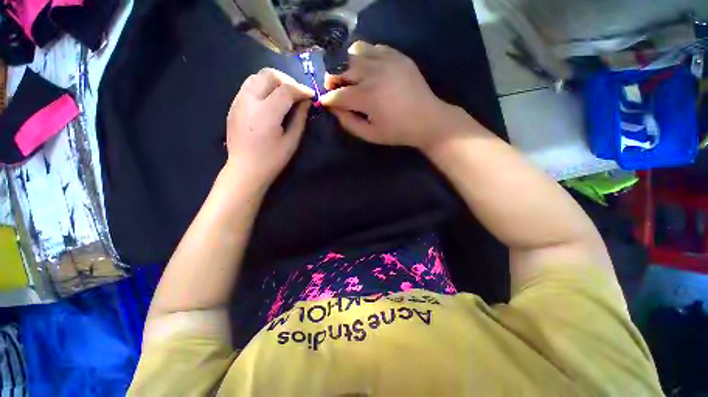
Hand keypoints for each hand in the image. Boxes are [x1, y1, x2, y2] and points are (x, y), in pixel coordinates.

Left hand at [225, 68, 313, 190]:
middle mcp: (249, 101)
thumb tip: (306, 102)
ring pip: (256, 76)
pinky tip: (270, 100)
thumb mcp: (291, 142)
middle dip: (287, 80)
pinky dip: (262, 86)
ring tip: (284, 95)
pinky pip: (248, 86)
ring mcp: (238, 101)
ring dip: (274, 81)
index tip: (311, 95)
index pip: (286, 89)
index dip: (301, 89)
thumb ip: (299, 119)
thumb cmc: (272, 160)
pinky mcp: (233, 105)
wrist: (245, 170)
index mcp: (266, 113)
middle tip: (297, 93)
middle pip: (269, 75)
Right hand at [320, 41, 467, 150]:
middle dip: (332, 78)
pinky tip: (367, 69)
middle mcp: (374, 74)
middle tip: (333, 88)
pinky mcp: (397, 55)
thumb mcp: (370, 135)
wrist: (427, 119)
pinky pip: (372, 47)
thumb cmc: (397, 132)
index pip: (338, 94)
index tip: (324, 102)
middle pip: (341, 67)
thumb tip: (334, 108)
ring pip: (354, 52)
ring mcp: (387, 61)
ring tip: (350, 76)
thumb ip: (348, 123)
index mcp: (368, 97)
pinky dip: (364, 56)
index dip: (327, 99)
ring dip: (346, 64)